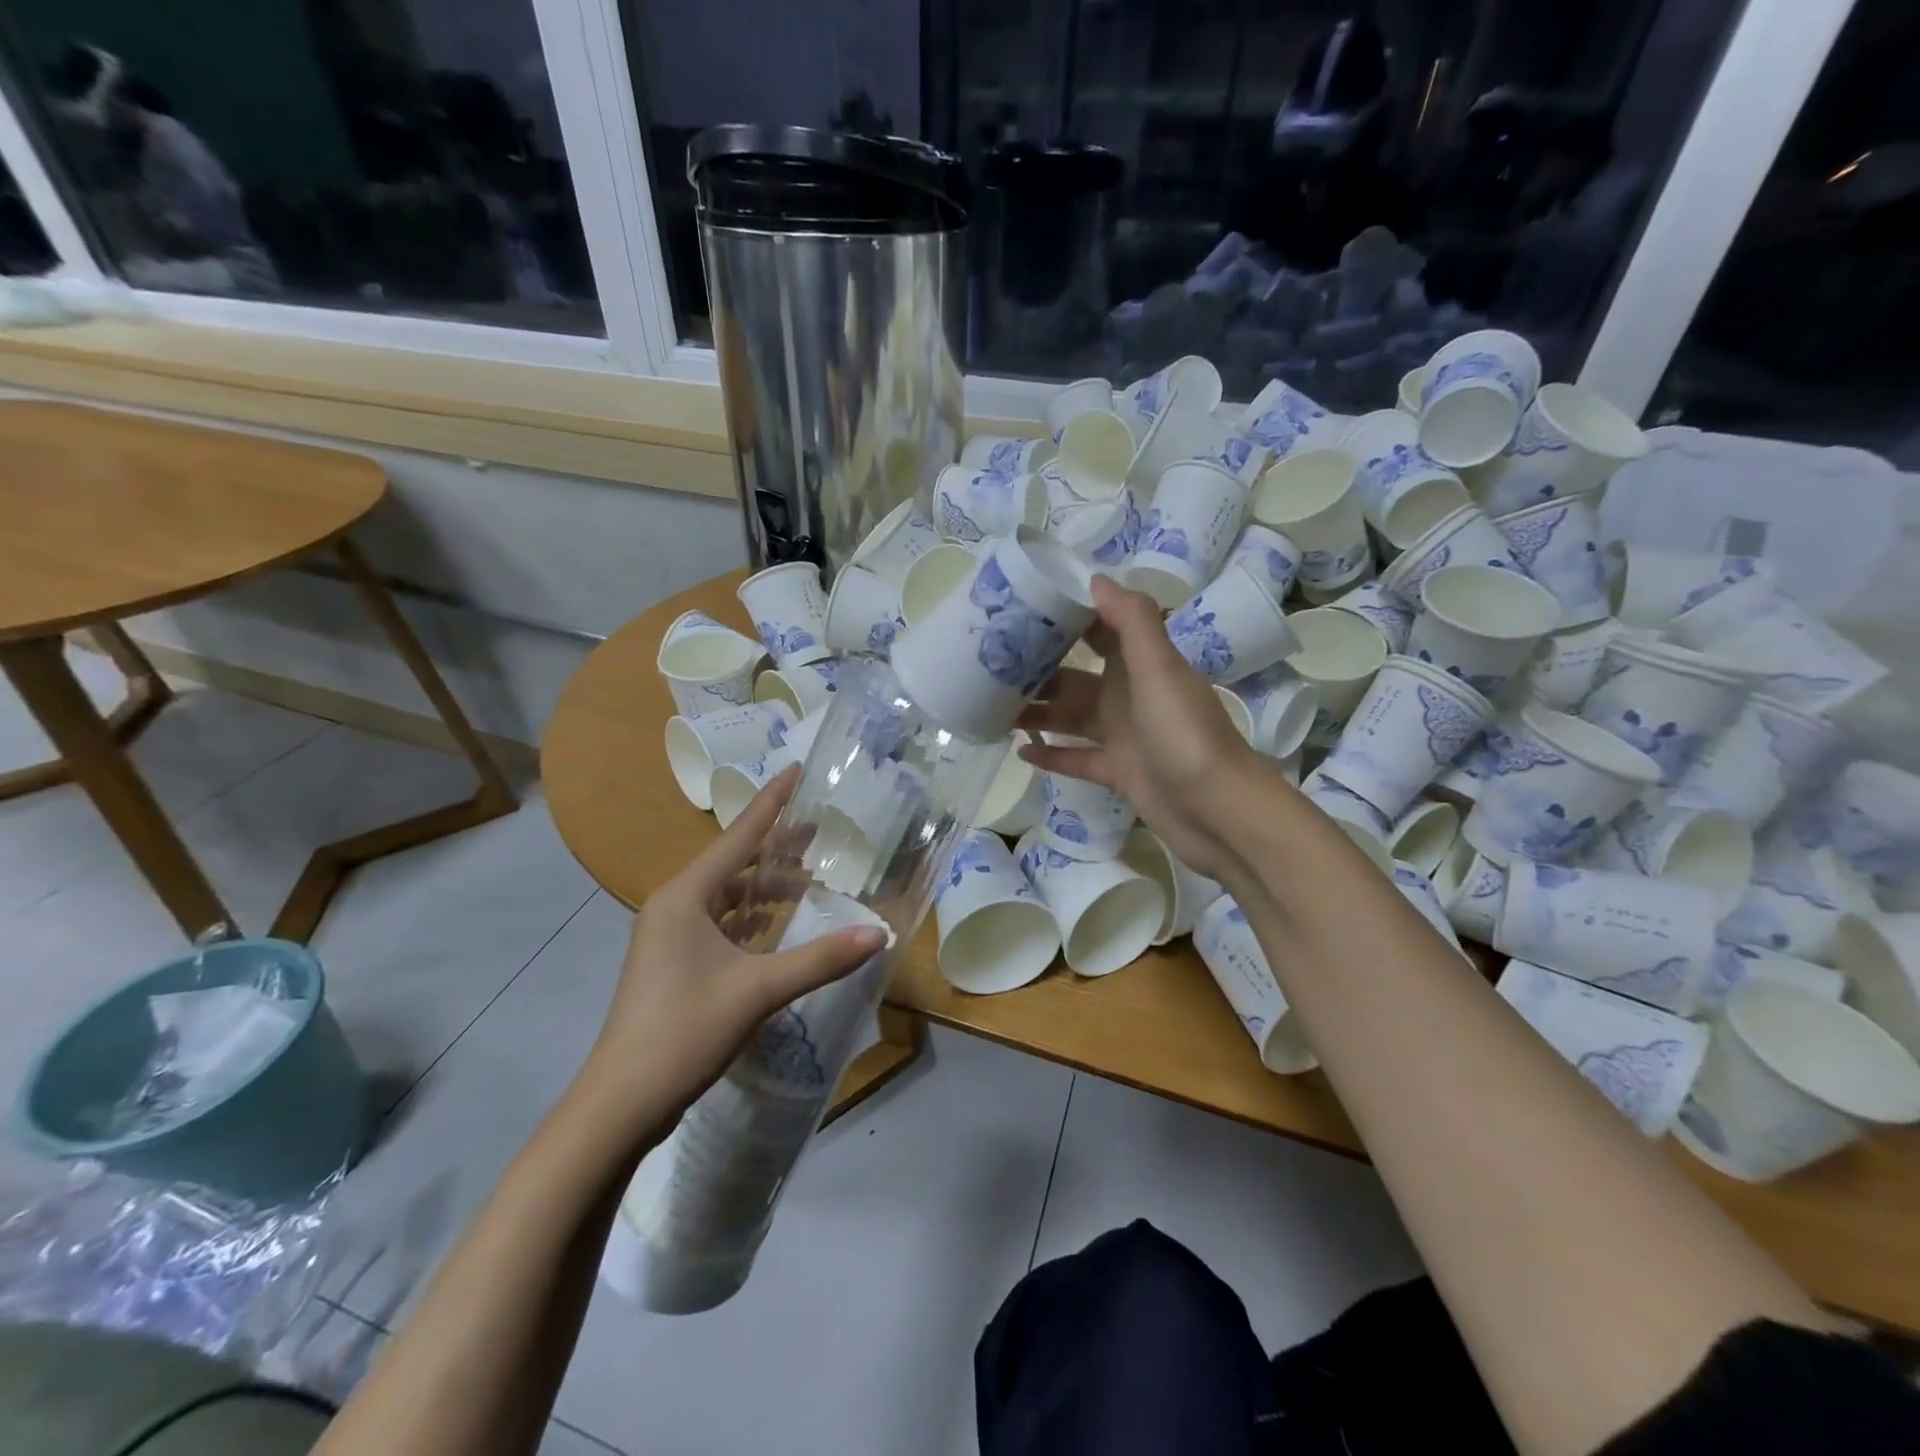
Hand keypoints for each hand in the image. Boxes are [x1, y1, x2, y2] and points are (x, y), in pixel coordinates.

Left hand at [576, 766, 886, 1140]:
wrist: (621, 1102)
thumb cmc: (684, 1031)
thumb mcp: (758, 991)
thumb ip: (820, 959)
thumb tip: (878, 933)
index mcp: (686, 896)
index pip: (740, 836)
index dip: (772, 802)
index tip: (796, 769)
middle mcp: (676, 906)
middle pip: (736, 863)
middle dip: (777, 847)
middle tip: (820, 829)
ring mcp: (672, 937)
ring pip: (729, 896)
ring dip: (767, 887)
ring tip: (810, 878)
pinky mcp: (676, 964)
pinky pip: (722, 924)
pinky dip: (752, 918)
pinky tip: (778, 924)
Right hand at [1019, 576, 1265, 879]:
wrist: (1217, 810)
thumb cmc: (1185, 733)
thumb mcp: (1160, 668)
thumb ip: (1132, 622)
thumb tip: (1095, 579)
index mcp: (1141, 665)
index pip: (1100, 630)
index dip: (1067, 616)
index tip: (1023, 607)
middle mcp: (1130, 695)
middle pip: (1076, 676)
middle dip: (1039, 668)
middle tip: (991, 662)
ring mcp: (1124, 737)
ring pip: (1070, 717)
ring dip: (1038, 711)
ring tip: (991, 705)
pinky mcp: (1118, 773)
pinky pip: (1076, 759)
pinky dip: (1051, 754)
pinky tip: (1018, 750)